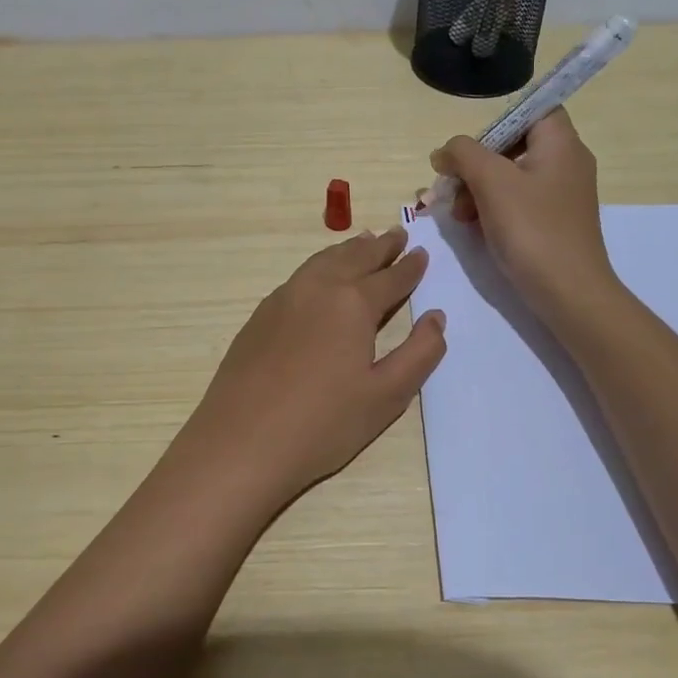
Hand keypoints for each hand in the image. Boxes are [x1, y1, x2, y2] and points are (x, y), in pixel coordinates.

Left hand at [175, 227, 446, 506]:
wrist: (241, 442)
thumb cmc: (323, 424)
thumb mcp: (386, 396)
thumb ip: (419, 353)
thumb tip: (436, 317)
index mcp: (353, 303)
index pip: (390, 277)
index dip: (410, 267)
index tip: (422, 252)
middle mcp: (317, 288)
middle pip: (355, 258)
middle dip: (380, 246)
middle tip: (397, 235)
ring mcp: (283, 298)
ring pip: (323, 261)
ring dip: (348, 250)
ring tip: (363, 242)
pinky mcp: (260, 315)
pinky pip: (300, 276)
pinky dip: (321, 265)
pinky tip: (321, 275)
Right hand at [430, 109, 616, 321]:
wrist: (570, 294)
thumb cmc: (533, 229)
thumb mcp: (491, 182)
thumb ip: (463, 154)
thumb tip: (445, 152)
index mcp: (561, 143)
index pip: (532, 109)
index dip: (498, 123)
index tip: (472, 149)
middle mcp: (567, 162)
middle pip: (514, 144)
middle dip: (476, 164)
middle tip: (453, 187)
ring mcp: (562, 194)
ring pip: (511, 176)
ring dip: (478, 189)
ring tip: (458, 215)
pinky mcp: (554, 221)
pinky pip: (518, 201)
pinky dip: (493, 208)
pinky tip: (474, 228)